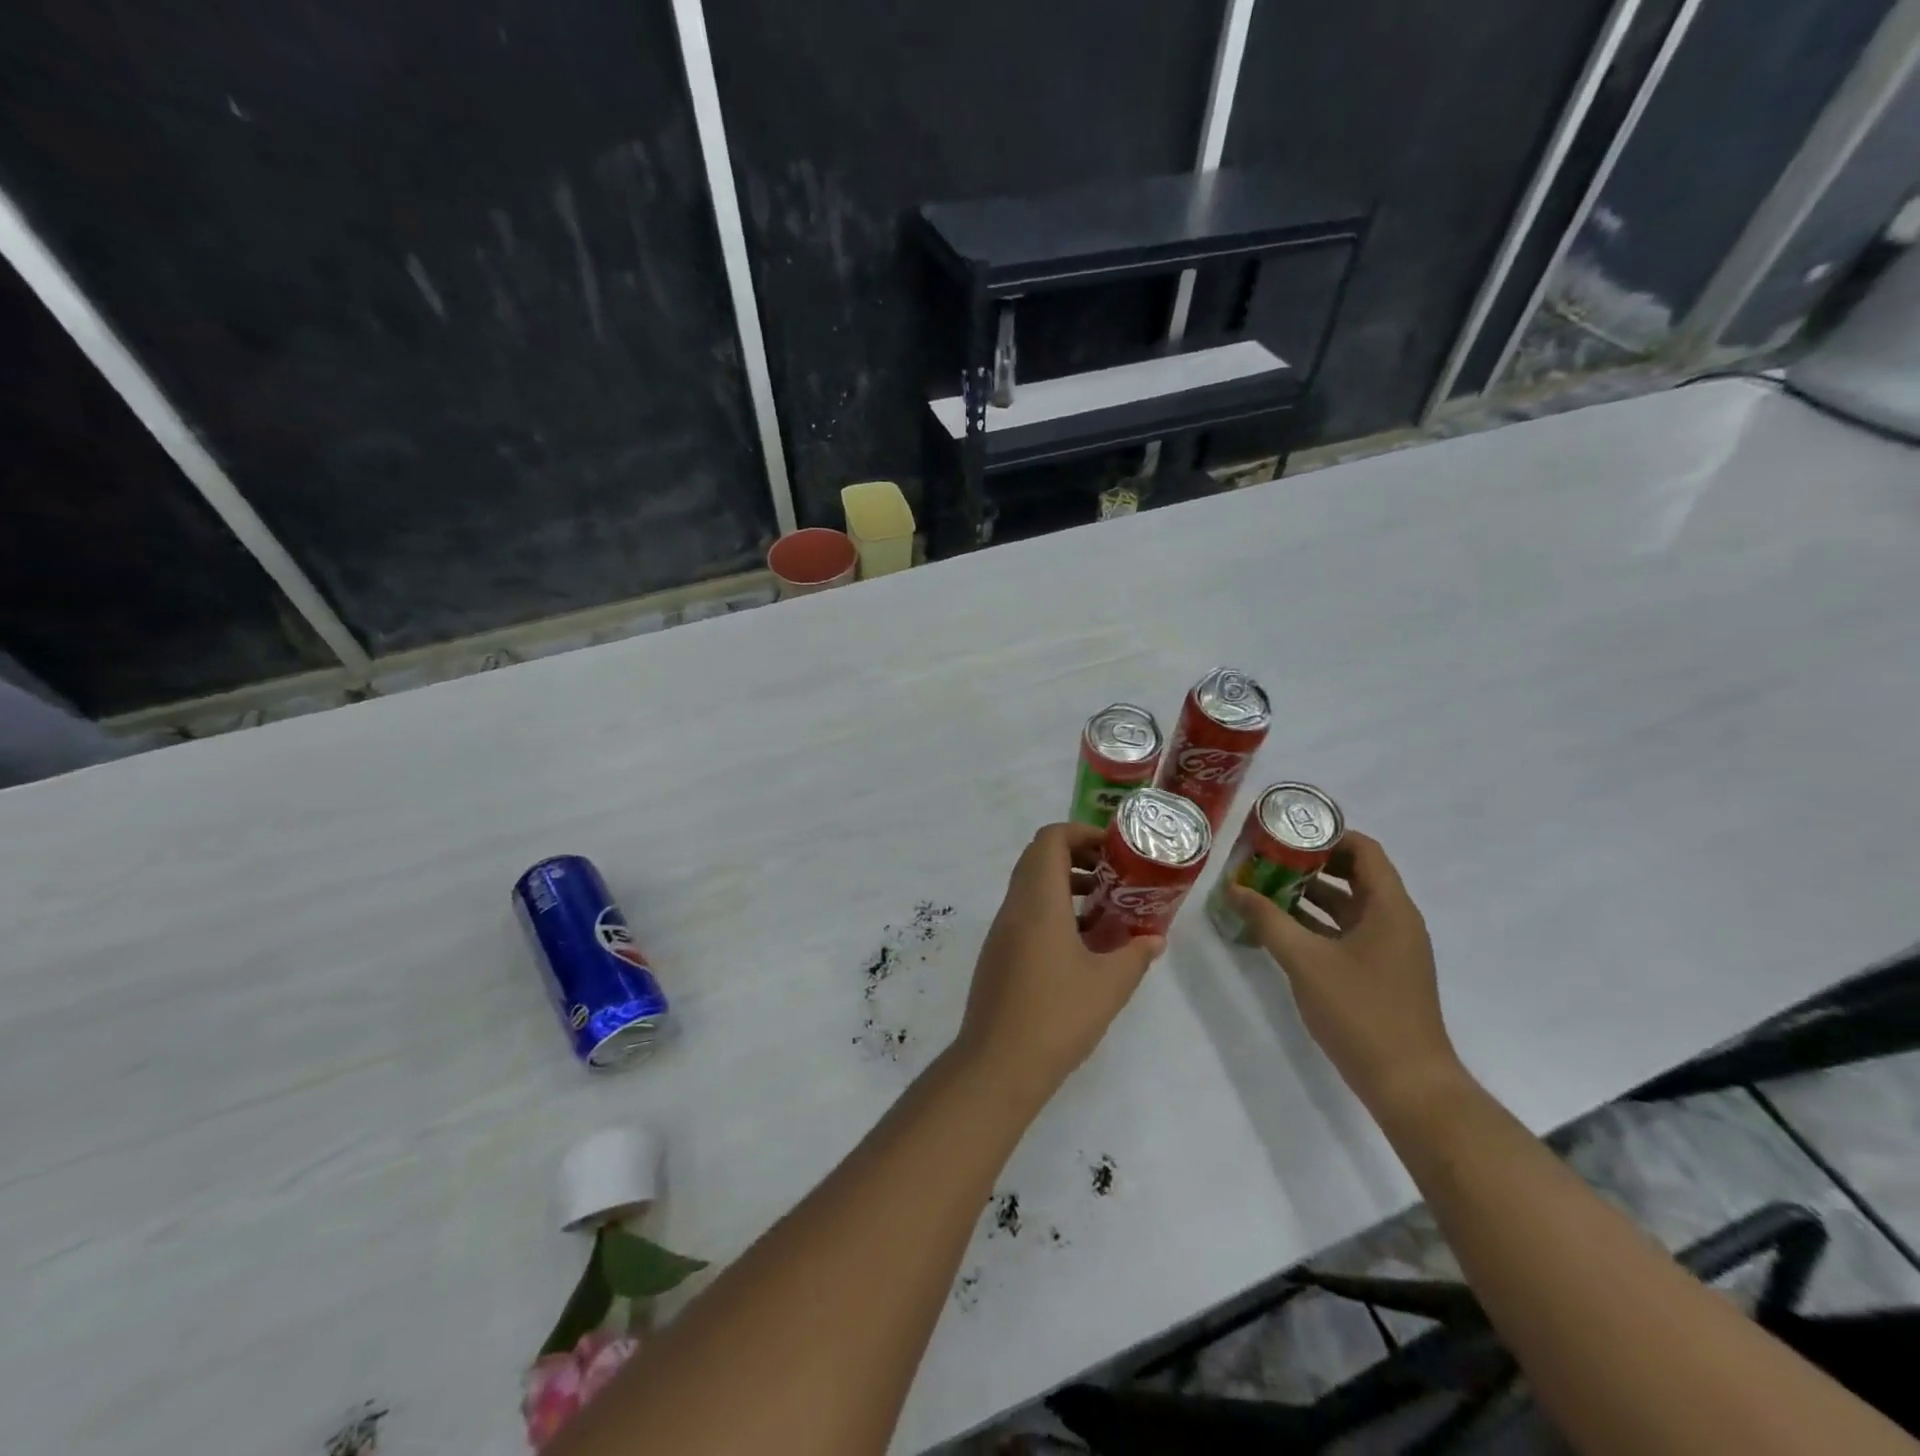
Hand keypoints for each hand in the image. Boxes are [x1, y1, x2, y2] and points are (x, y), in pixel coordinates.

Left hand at [954, 823, 1165, 1107]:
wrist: (998, 1065)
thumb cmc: (1057, 1016)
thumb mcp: (1109, 985)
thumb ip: (1135, 955)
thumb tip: (1154, 939)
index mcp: (1038, 902)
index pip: (1050, 840)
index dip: (1081, 833)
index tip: (1114, 850)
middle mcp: (1014, 907)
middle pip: (1038, 858)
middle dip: (1077, 857)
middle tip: (1113, 875)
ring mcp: (1001, 932)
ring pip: (1030, 887)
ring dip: (1065, 886)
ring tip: (1104, 908)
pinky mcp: (997, 955)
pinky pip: (1024, 914)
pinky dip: (1052, 911)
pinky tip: (1081, 945)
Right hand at [1226, 831, 1463, 1114]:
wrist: (1408, 1084)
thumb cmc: (1361, 1011)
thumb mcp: (1305, 961)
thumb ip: (1267, 920)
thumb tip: (1232, 887)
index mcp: (1390, 908)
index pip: (1364, 850)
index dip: (1327, 835)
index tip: (1285, 832)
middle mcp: (1395, 920)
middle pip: (1354, 874)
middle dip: (1310, 864)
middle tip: (1266, 858)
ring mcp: (1389, 948)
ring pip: (1347, 906)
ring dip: (1309, 895)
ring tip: (1263, 888)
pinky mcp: (1380, 972)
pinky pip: (1346, 932)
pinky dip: (1316, 923)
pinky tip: (1280, 928)